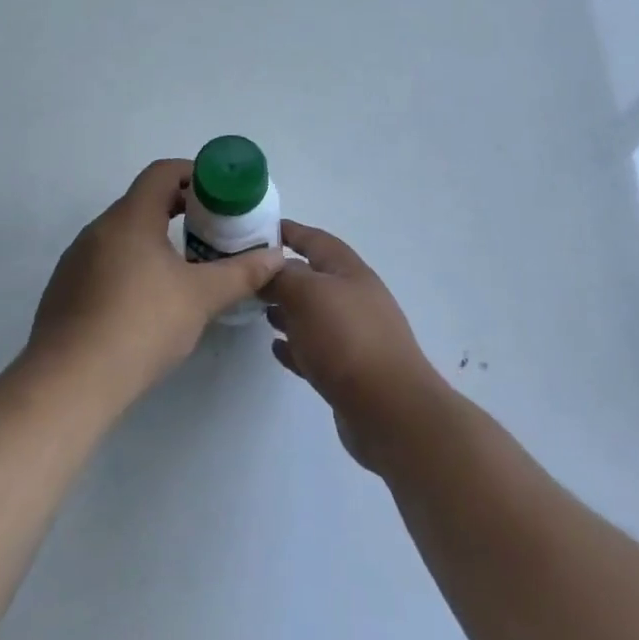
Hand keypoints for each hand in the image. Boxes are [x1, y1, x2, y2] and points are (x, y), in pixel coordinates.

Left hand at [28, 159, 285, 408]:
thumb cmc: (141, 326)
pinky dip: (132, 263)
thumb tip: (277, 257)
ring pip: (123, 233)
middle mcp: (99, 228)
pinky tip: (147, 300)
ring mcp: (77, 259)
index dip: (193, 175)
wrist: (69, 383)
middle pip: (143, 201)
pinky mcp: (65, 289)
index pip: (162, 173)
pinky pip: (105, 260)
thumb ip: (242, 273)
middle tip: (211, 230)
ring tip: (184, 266)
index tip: (219, 194)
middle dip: (179, 209)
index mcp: (130, 217)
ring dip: (155, 238)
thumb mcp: (201, 298)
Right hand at [265, 221, 446, 469]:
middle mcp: (354, 297)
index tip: (258, 229)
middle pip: (313, 277)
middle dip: (283, 275)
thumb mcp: (307, 294)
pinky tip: (277, 349)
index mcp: (348, 271)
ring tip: (261, 312)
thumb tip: (268, 267)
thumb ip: (282, 276)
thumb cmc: (346, 339)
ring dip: (288, 311)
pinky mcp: (349, 372)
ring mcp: (354, 335)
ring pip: (314, 314)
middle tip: (249, 278)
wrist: (390, 410)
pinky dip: (296, 346)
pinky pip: (316, 350)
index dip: (289, 231)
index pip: (314, 239)